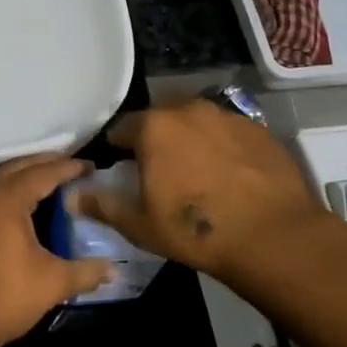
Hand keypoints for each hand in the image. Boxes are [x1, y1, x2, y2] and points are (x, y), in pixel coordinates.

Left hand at [0, 154, 112, 346]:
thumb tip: (112, 270)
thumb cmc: (4, 296)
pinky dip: (11, 187)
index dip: (70, 168)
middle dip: (48, 164)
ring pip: (2, 176)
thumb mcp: (52, 283)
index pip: (44, 172)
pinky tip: (27, 203)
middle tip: (75, 167)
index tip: (92, 167)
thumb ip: (85, 271)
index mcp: (7, 196)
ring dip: (27, 173)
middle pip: (21, 166)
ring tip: (54, 180)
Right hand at [71, 100, 331, 282]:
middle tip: (160, 172)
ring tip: (197, 173)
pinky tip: (230, 175)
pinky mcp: (259, 129)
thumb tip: (72, 196)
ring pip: (196, 122)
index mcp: (153, 127)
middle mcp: (188, 110)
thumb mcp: (140, 225)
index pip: (122, 128)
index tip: (122, 169)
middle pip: (161, 119)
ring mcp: (227, 116)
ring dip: (190, 140)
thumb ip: (102, 205)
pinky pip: (228, 132)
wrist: (274, 236)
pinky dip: (222, 147)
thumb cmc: (196, 231)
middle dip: (155, 139)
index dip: (118, 149)